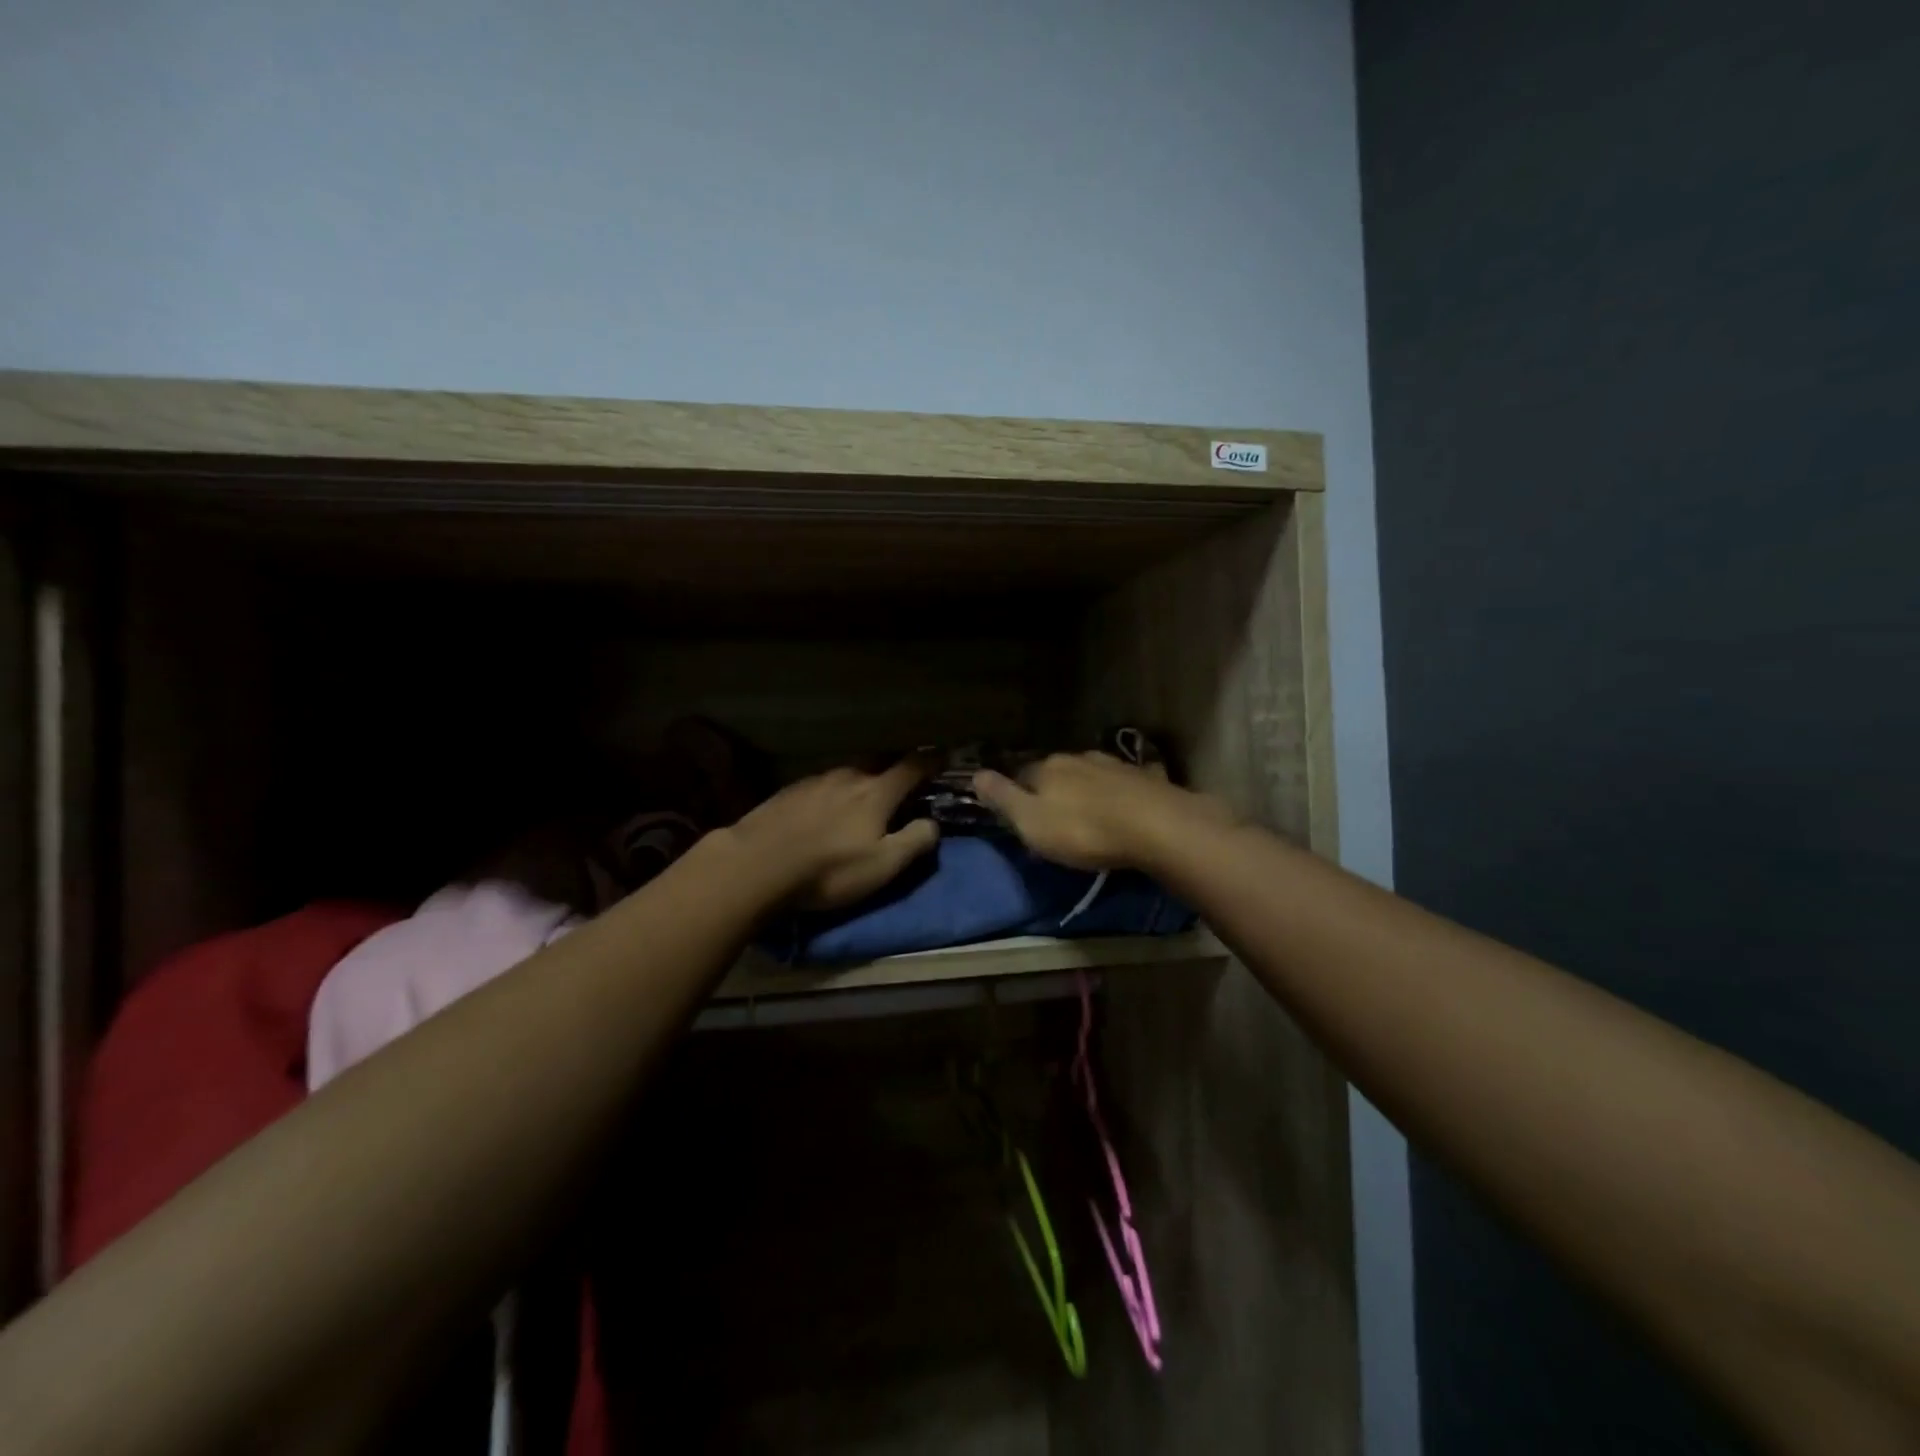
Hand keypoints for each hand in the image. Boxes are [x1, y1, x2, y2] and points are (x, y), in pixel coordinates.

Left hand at [726, 758, 939, 909]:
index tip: (944, 756)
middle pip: (878, 761)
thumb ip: (915, 841)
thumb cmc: (829, 869)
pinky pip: (822, 784)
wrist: (756, 864)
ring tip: (863, 795)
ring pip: (848, 772)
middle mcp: (848, 776)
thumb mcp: (883, 865)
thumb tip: (933, 823)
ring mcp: (815, 781)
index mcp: (876, 792)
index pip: (912, 766)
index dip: (931, 761)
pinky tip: (826, 808)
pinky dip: (834, 791)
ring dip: (862, 779)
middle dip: (895, 766)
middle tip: (904, 777)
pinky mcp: (789, 792)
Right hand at [972, 752, 1232, 871]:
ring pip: (1090, 776)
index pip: (1022, 775)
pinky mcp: (1145, 779)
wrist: (1156, 826)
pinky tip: (1123, 809)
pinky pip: (1122, 785)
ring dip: (1086, 792)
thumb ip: (1003, 798)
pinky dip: (1117, 795)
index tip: (1020, 817)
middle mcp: (1078, 758)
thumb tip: (975, 774)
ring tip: (1089, 817)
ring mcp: (1114, 765)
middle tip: (1055, 821)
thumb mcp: (1031, 822)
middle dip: (1053, 791)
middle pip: (1056, 772)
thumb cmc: (1084, 830)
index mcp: (1047, 768)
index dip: (1017, 795)